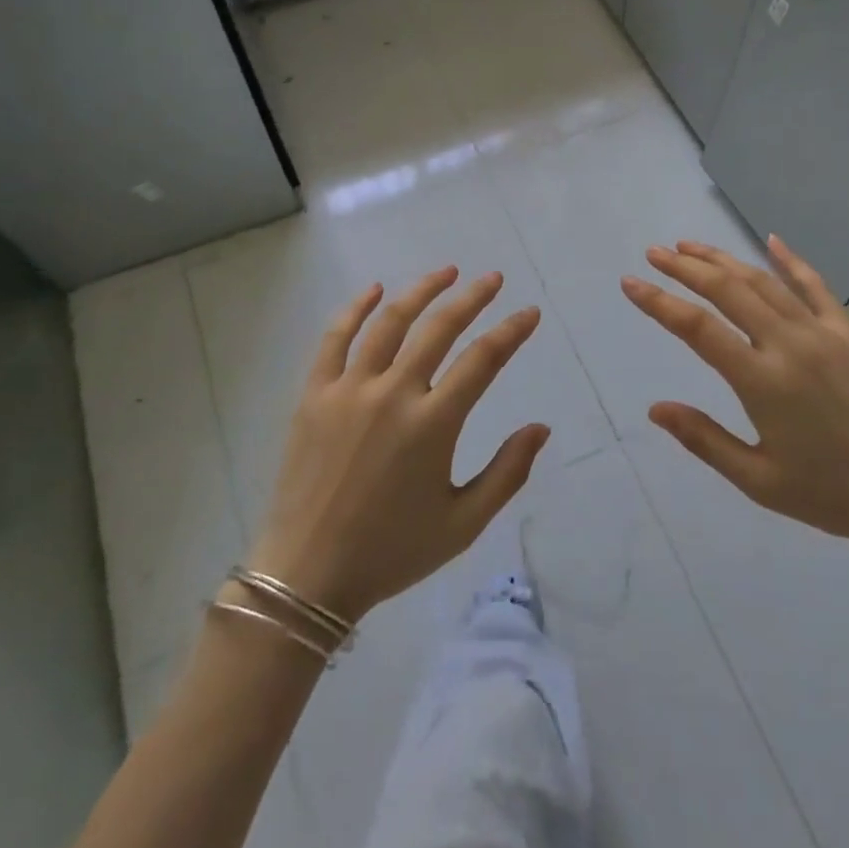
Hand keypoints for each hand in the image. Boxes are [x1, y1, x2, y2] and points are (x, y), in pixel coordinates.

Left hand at [243, 268, 549, 622]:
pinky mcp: (314, 395)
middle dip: (472, 298)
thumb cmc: (391, 552)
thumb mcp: (462, 523)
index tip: (529, 313)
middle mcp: (393, 395)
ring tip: (446, 272)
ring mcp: (349, 390)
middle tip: (493, 279)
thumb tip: (541, 427)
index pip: (482, 361)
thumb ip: (507, 473)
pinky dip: (355, 308)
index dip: (511, 331)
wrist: (307, 575)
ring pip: (389, 322)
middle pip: (439, 328)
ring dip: (421, 291)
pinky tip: (374, 290)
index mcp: (433, 426)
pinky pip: (335, 339)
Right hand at [621, 235, 848, 556]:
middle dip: (686, 268)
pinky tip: (771, 240)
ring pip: (764, 281)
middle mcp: (790, 345)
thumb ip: (704, 440)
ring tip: (690, 247)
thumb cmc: (830, 493)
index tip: (630, 283)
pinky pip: (815, 286)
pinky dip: (790, 260)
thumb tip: (655, 408)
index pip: (698, 329)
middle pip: (728, 290)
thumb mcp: (759, 481)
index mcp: (763, 382)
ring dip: (723, 260)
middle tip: (654, 253)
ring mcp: (823, 333)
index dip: (659, 302)